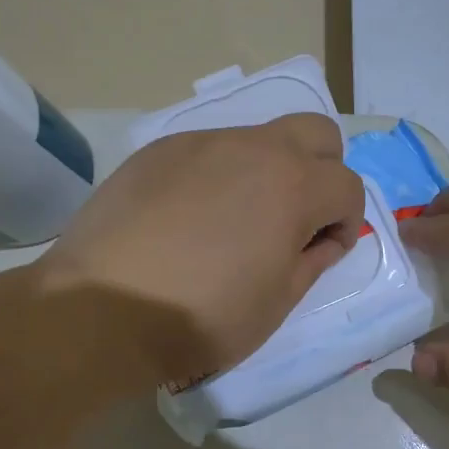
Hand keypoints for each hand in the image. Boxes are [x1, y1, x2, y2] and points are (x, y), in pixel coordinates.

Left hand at [35, 115, 364, 387]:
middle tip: (297, 216)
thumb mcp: (277, 302)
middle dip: (323, 170)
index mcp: (294, 185)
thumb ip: (313, 260)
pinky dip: (218, 175)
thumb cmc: (202, 316)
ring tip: (234, 220)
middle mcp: (254, 148)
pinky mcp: (159, 151)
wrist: (100, 309)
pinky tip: (187, 218)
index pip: (348, 185)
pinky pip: (208, 150)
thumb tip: (323, 238)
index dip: (346, 221)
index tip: (322, 251)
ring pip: (259, 138)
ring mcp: (202, 143)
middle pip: (317, 132)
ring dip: (268, 170)